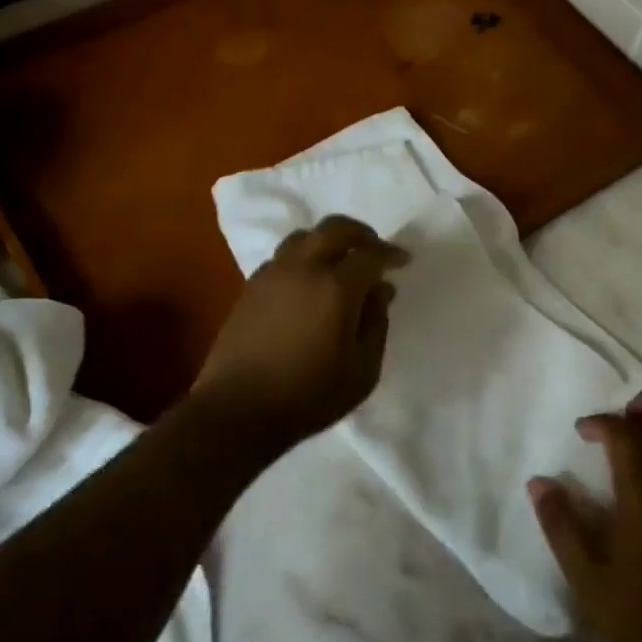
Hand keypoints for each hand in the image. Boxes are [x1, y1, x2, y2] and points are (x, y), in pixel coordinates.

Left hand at [193, 215, 407, 450]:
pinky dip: (303, 258)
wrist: (238, 412)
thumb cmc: (309, 396)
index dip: (390, 254)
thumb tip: (380, 291)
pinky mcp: (250, 288)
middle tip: (375, 249)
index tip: (403, 261)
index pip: (370, 254)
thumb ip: (376, 324)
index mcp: (336, 288)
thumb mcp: (363, 370)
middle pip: (334, 229)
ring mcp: (271, 275)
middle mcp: (303, 269)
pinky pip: (282, 258)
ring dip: (328, 241)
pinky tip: (309, 283)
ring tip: (341, 262)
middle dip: (361, 234)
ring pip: (304, 237)